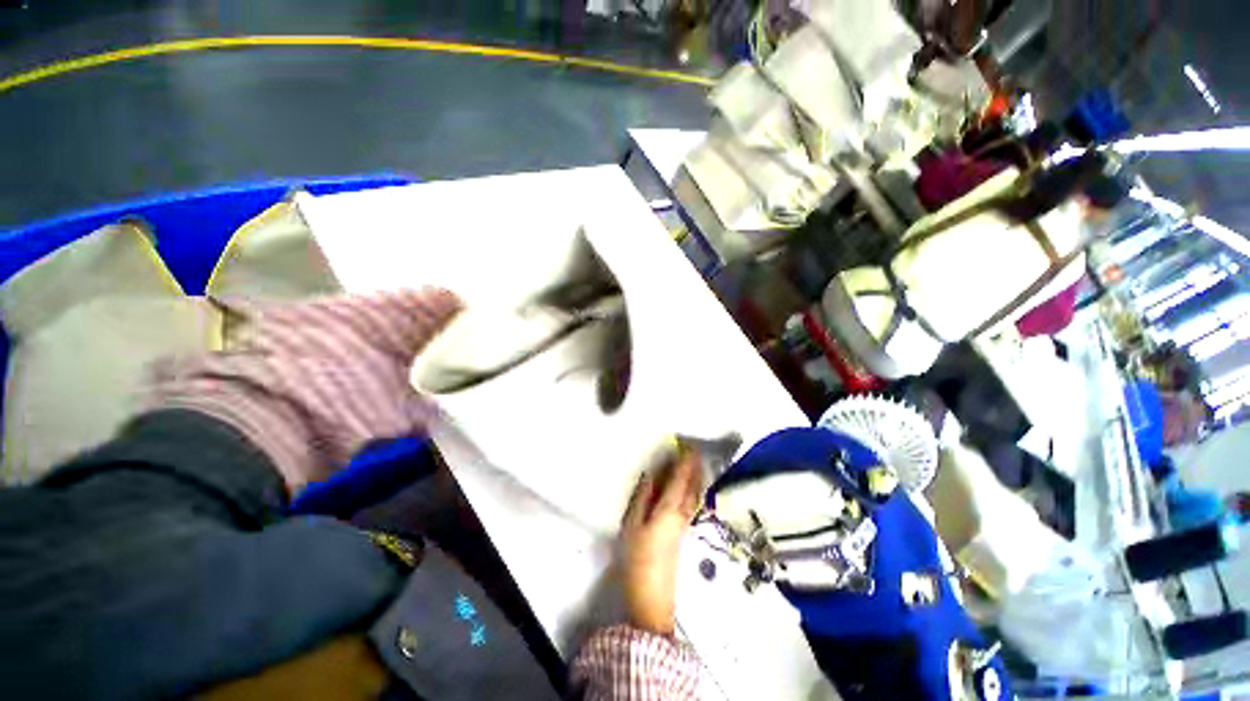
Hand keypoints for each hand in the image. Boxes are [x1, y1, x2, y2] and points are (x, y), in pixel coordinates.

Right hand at [620, 447, 703, 634]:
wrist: (652, 596)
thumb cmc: (638, 557)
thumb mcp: (633, 524)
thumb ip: (643, 497)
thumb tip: (653, 475)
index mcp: (670, 508)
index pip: (681, 478)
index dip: (686, 460)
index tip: (688, 445)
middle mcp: (683, 513)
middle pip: (694, 485)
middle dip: (695, 466)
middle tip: (693, 450)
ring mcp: (686, 523)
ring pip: (696, 494)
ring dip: (697, 476)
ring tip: (694, 463)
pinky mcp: (684, 531)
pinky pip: (693, 501)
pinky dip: (693, 488)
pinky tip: (689, 487)